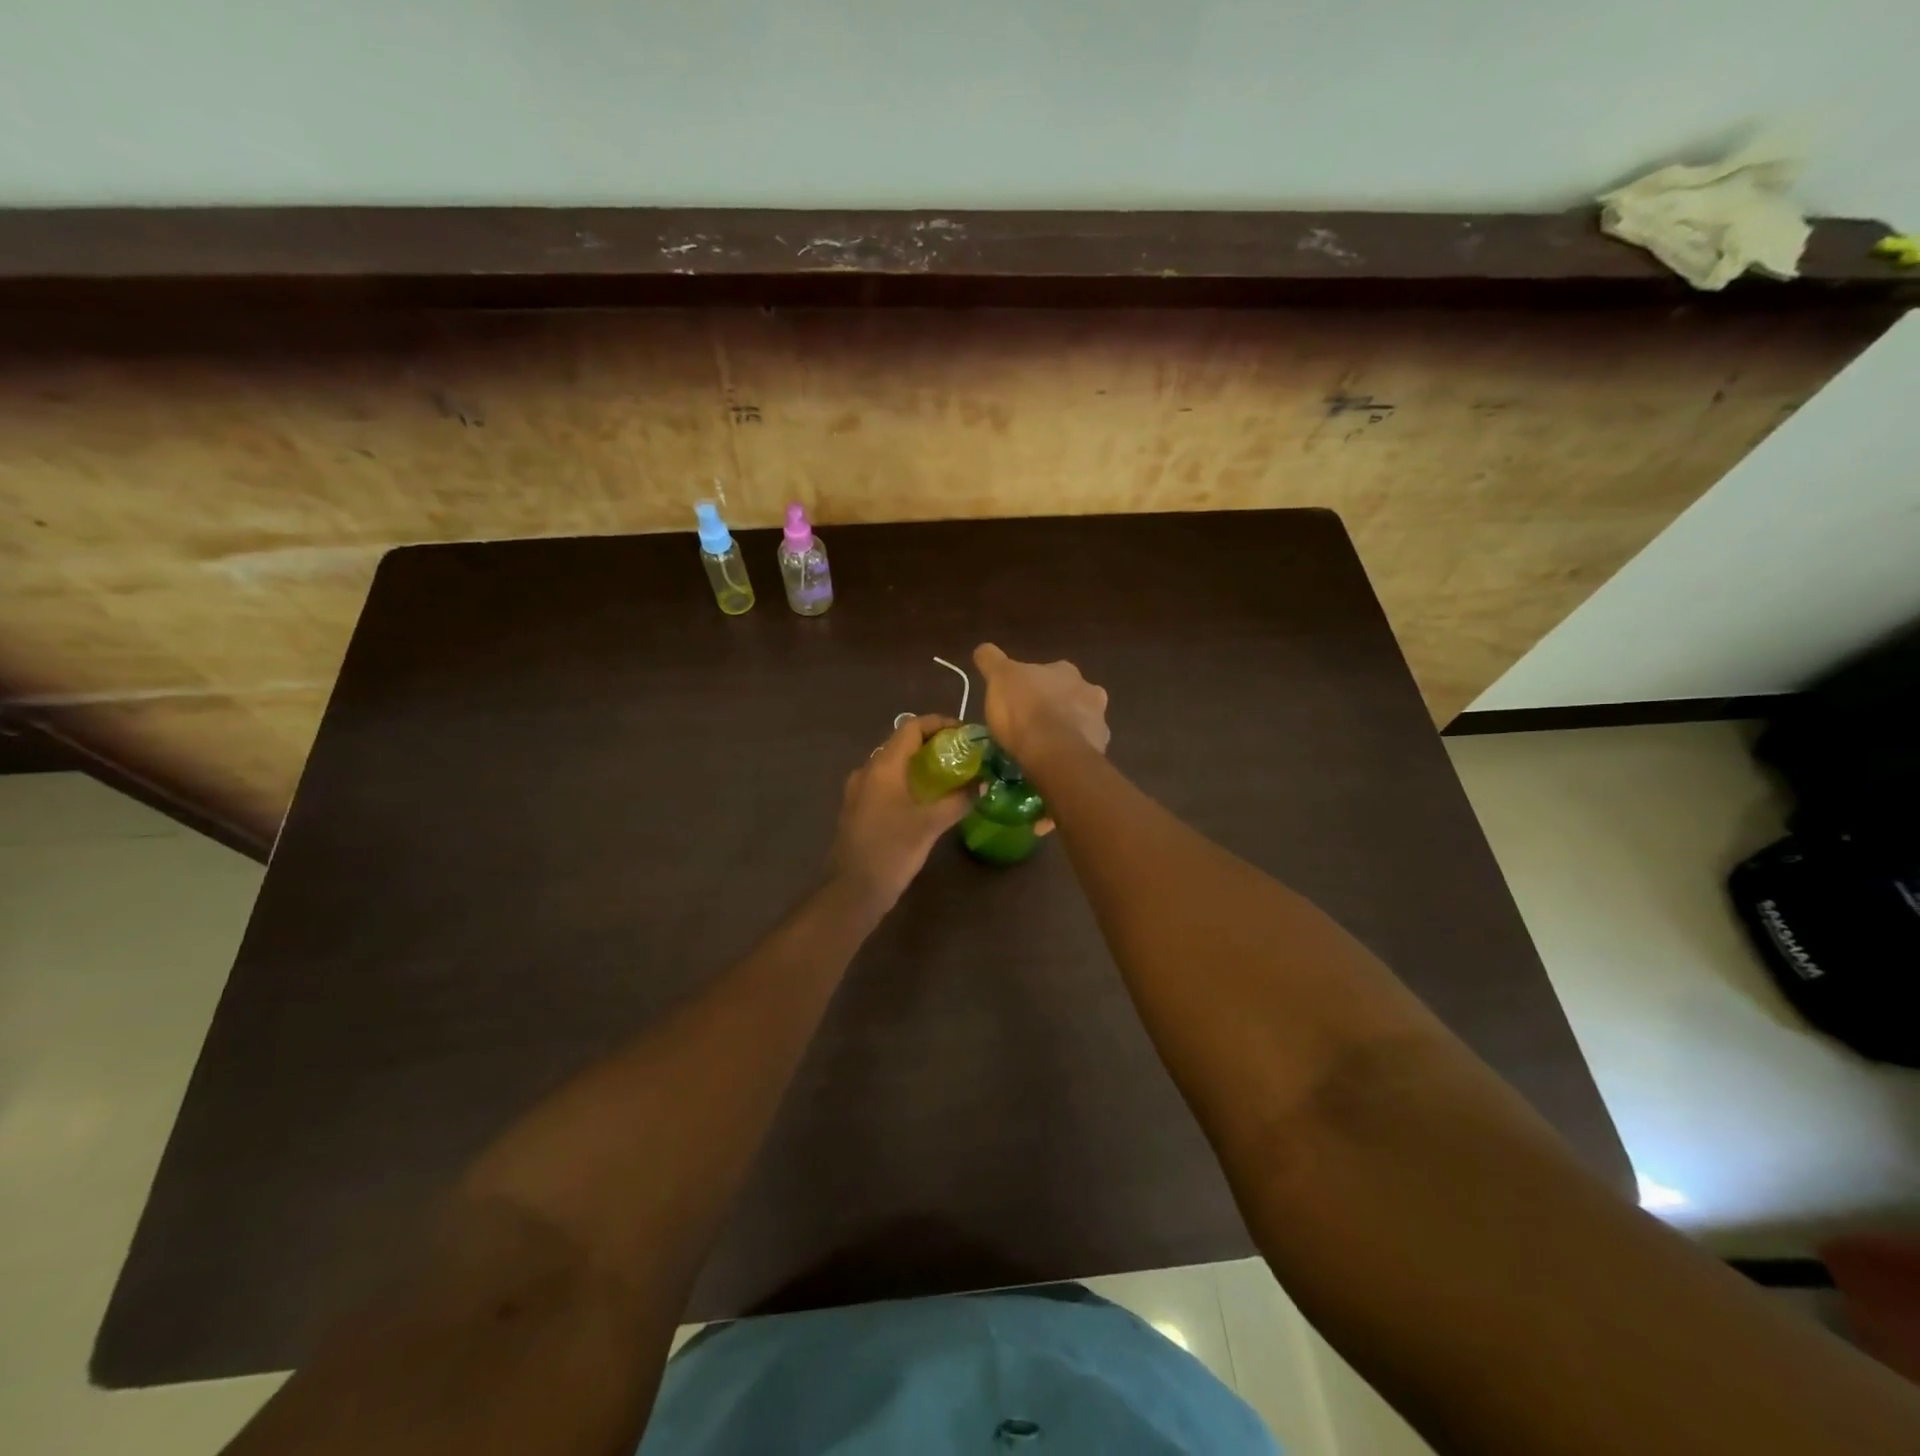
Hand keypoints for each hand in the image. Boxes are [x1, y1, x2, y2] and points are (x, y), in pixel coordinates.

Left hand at [828, 714, 973, 906]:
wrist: (853, 890)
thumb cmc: (892, 850)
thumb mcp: (931, 824)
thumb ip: (958, 800)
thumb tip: (982, 785)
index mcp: (883, 766)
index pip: (912, 727)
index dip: (940, 723)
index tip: (965, 733)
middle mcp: (868, 770)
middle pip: (902, 743)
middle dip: (934, 744)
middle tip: (963, 755)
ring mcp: (860, 789)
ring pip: (894, 764)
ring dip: (921, 764)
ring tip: (950, 776)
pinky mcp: (859, 808)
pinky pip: (887, 782)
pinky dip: (908, 781)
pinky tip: (927, 799)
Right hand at [972, 644, 1109, 763]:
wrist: (1055, 752)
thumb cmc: (1024, 710)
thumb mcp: (998, 678)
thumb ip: (991, 660)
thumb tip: (983, 649)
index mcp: (1064, 670)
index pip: (1047, 671)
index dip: (1032, 685)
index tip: (1018, 699)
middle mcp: (1088, 689)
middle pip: (1069, 694)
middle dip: (1054, 705)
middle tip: (1032, 722)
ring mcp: (1098, 719)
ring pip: (1081, 721)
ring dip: (1066, 728)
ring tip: (1044, 746)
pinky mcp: (1100, 748)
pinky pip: (1084, 747)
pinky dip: (1072, 751)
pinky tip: (1056, 760)